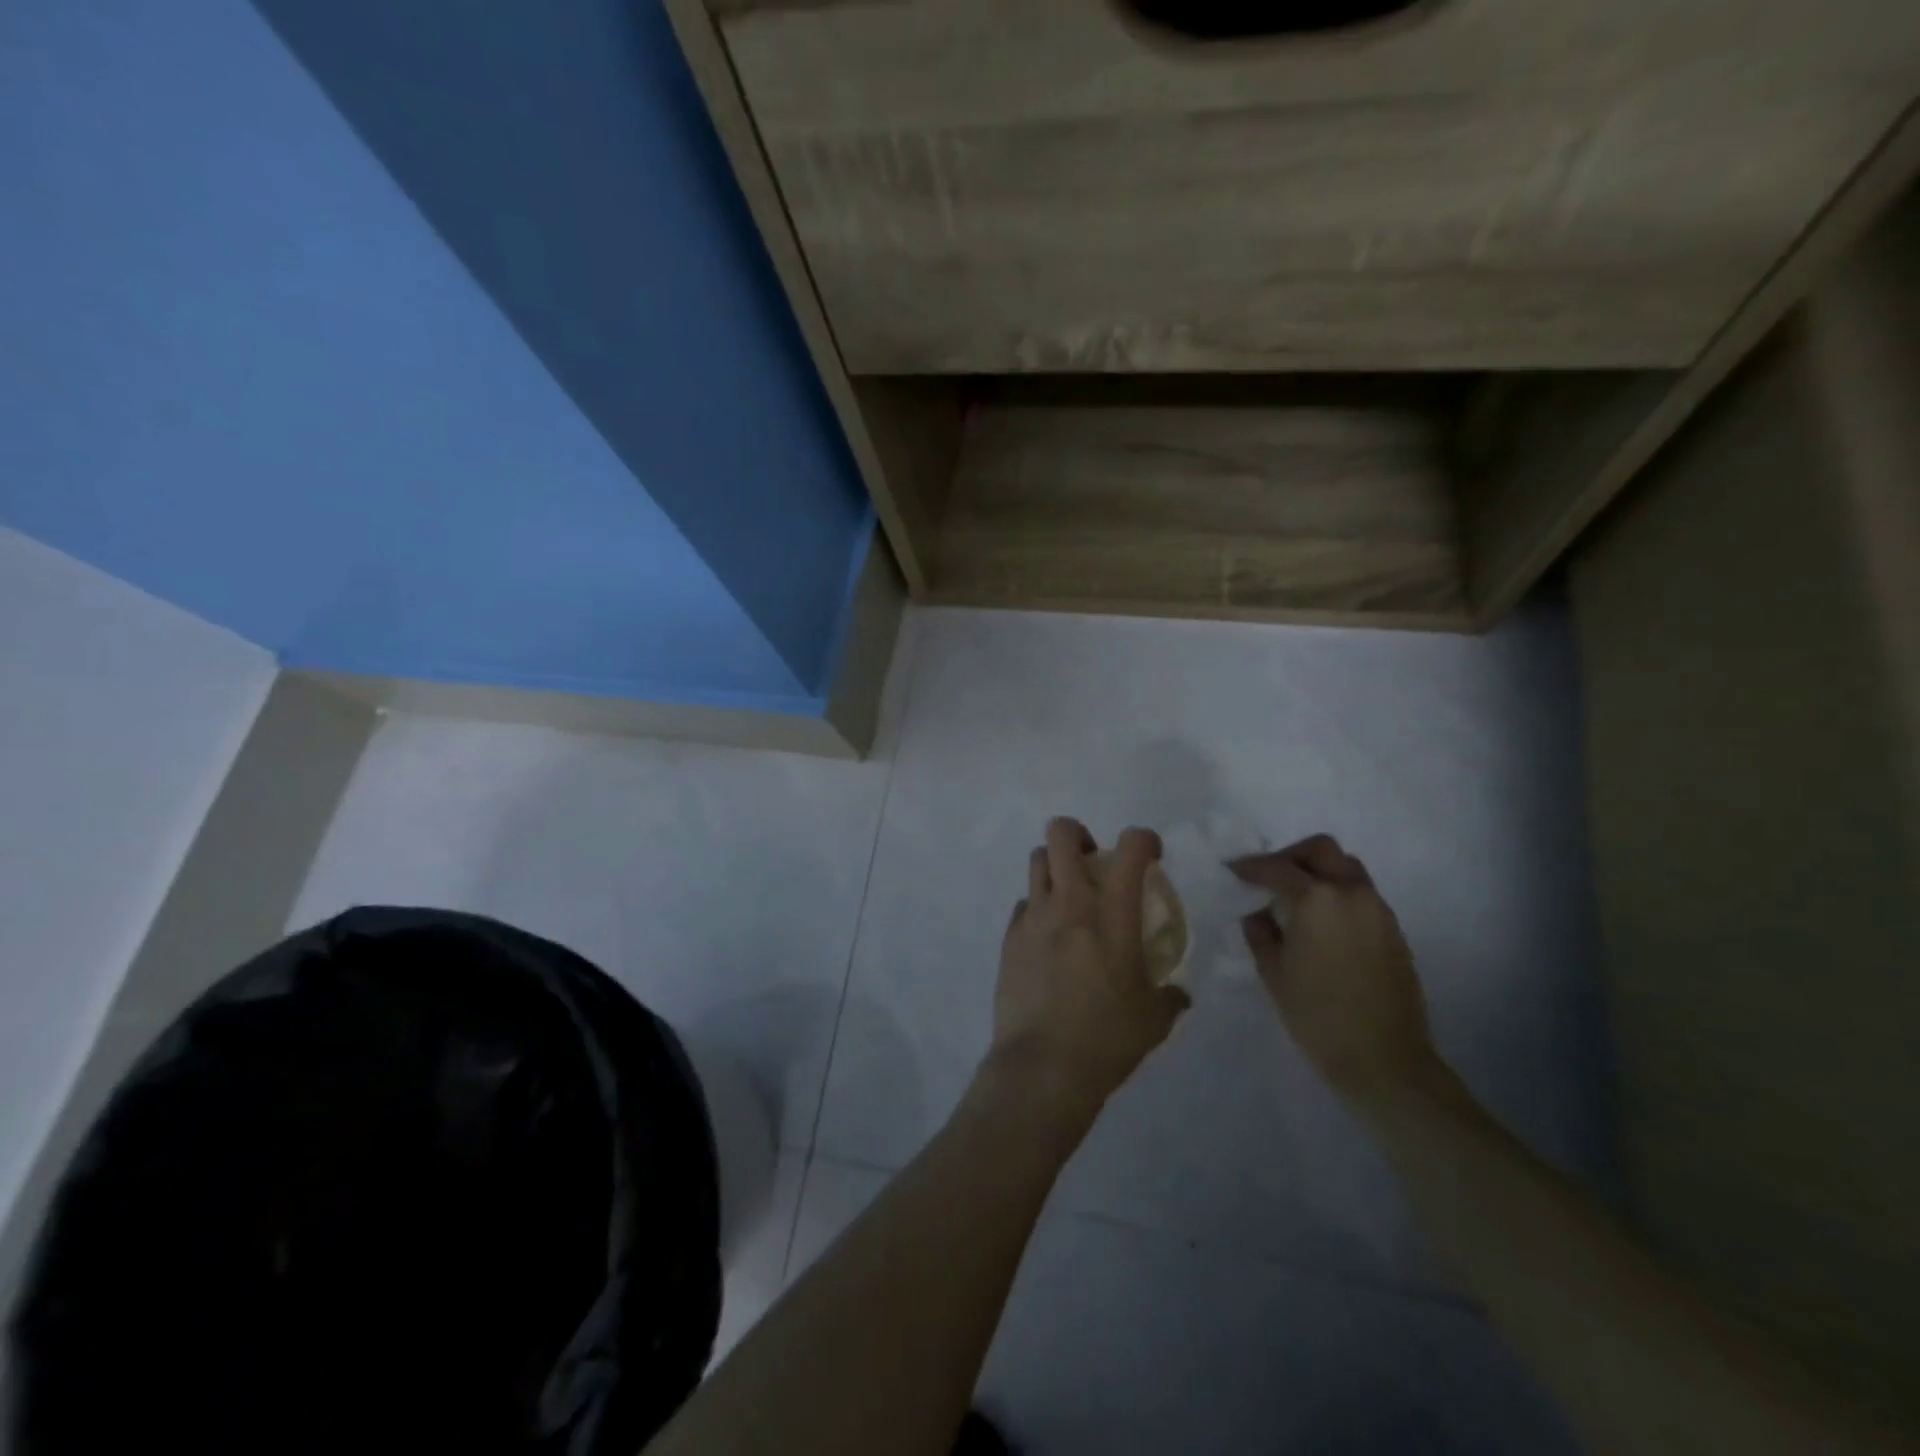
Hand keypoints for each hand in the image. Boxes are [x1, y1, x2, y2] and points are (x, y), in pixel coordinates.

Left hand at [990, 818, 1190, 1117]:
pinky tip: (1047, 939)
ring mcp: (1033, 917)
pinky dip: (1037, 909)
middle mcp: (1069, 903)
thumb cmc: (1107, 1038)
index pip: (1131, 848)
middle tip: (1094, 862)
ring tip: (1069, 896)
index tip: (1151, 855)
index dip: (1144, 839)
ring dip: (1055, 867)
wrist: (1042, 1066)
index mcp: (1112, 914)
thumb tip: (1178, 993)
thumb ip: (1169, 997)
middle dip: (1080, 835)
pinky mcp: (1009, 938)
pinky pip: (1023, 905)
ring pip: (1036, 860)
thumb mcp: (1154, 1020)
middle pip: (1062, 834)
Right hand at [1231, 835, 1442, 1114]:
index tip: (1232, 870)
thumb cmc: (1317, 1015)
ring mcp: (1377, 909)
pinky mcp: (1393, 929)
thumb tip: (1259, 914)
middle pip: (1321, 850)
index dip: (1250, 867)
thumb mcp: (1273, 972)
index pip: (1276, 868)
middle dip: (1291, 856)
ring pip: (1346, 867)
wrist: (1384, 1059)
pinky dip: (1338, 893)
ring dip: (1319, 871)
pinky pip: (1361, 893)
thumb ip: (1261, 933)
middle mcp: (1350, 892)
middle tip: (1269, 876)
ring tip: (1297, 898)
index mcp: (1315, 899)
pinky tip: (1322, 922)